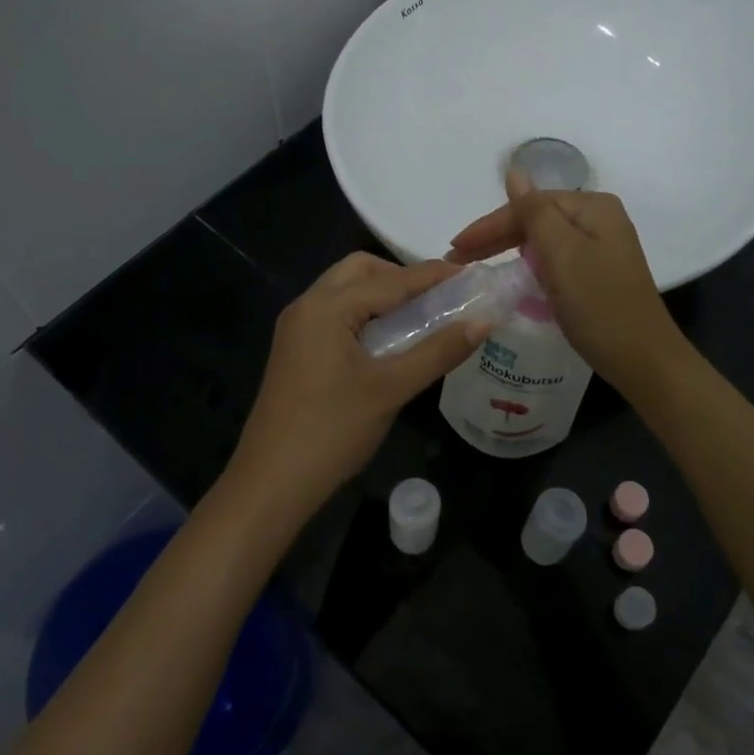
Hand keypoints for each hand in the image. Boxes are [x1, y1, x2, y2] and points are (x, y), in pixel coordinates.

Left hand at [227, 253, 485, 522]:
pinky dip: (364, 314)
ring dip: (382, 295)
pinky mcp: (295, 351)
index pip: (391, 279)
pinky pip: (334, 315)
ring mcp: (296, 329)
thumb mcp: (391, 389)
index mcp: (326, 307)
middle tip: (438, 299)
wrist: (270, 484)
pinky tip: (388, 341)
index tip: (471, 274)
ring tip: (420, 318)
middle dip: (401, 276)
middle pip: (360, 271)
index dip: (433, 275)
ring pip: (345, 292)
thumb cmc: (332, 431)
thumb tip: (483, 322)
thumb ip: (438, 351)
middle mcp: (307, 306)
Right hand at [448, 171, 685, 392]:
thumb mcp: (562, 254)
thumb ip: (534, 211)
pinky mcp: (597, 273)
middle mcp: (599, 219)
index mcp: (592, 207)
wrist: (643, 360)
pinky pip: (554, 260)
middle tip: (456, 260)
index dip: (490, 225)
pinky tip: (512, 278)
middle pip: (536, 220)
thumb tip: (514, 171)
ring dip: (509, 252)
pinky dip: (530, 268)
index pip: (529, 205)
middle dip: (496, 238)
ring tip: (476, 268)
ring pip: (543, 241)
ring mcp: (600, 247)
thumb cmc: (599, 304)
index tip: (454, 248)